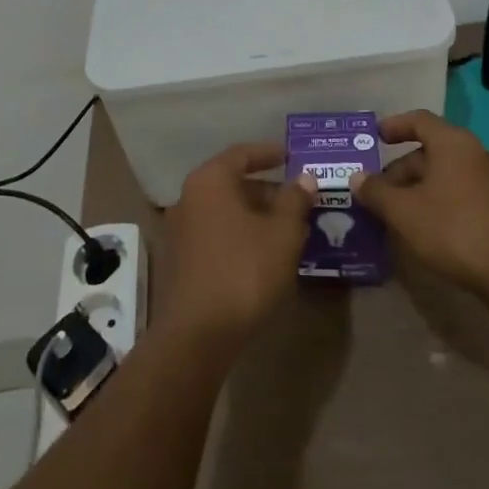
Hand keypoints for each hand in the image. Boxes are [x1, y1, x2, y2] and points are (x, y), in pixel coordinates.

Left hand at [158, 144, 314, 349]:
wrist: (197, 335)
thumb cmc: (244, 271)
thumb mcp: (282, 234)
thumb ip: (295, 201)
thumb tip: (304, 178)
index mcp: (211, 181)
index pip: (242, 154)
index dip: (269, 153)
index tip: (292, 155)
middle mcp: (190, 198)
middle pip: (234, 183)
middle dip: (269, 190)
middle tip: (300, 199)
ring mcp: (183, 230)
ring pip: (227, 211)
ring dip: (258, 215)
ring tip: (291, 228)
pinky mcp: (183, 260)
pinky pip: (219, 233)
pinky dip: (243, 234)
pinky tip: (267, 253)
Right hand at [351, 110, 488, 298]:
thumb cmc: (454, 229)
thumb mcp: (404, 211)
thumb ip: (376, 192)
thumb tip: (356, 177)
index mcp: (452, 143)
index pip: (419, 120)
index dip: (394, 125)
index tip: (374, 137)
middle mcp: (473, 154)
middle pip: (429, 151)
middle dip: (399, 170)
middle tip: (374, 191)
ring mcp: (488, 182)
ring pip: (443, 176)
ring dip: (416, 189)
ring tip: (392, 212)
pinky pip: (457, 194)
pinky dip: (435, 203)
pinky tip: (420, 229)